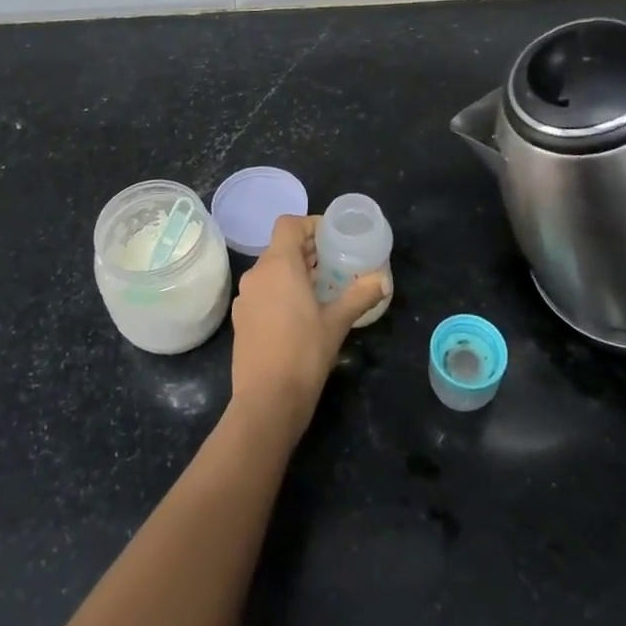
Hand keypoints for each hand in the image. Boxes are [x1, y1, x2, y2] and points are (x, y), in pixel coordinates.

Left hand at [228, 214, 388, 432]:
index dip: (311, 225)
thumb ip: (360, 296)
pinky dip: (281, 291)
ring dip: (295, 272)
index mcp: (278, 265)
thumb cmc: (304, 353)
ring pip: (271, 270)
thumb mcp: (337, 322)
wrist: (267, 401)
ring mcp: (246, 297)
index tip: (333, 238)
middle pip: (281, 247)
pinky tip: (301, 313)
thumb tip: (383, 280)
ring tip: (322, 289)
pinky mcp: (241, 319)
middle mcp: (256, 274)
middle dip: (308, 251)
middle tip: (336, 264)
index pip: (289, 224)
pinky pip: (263, 291)